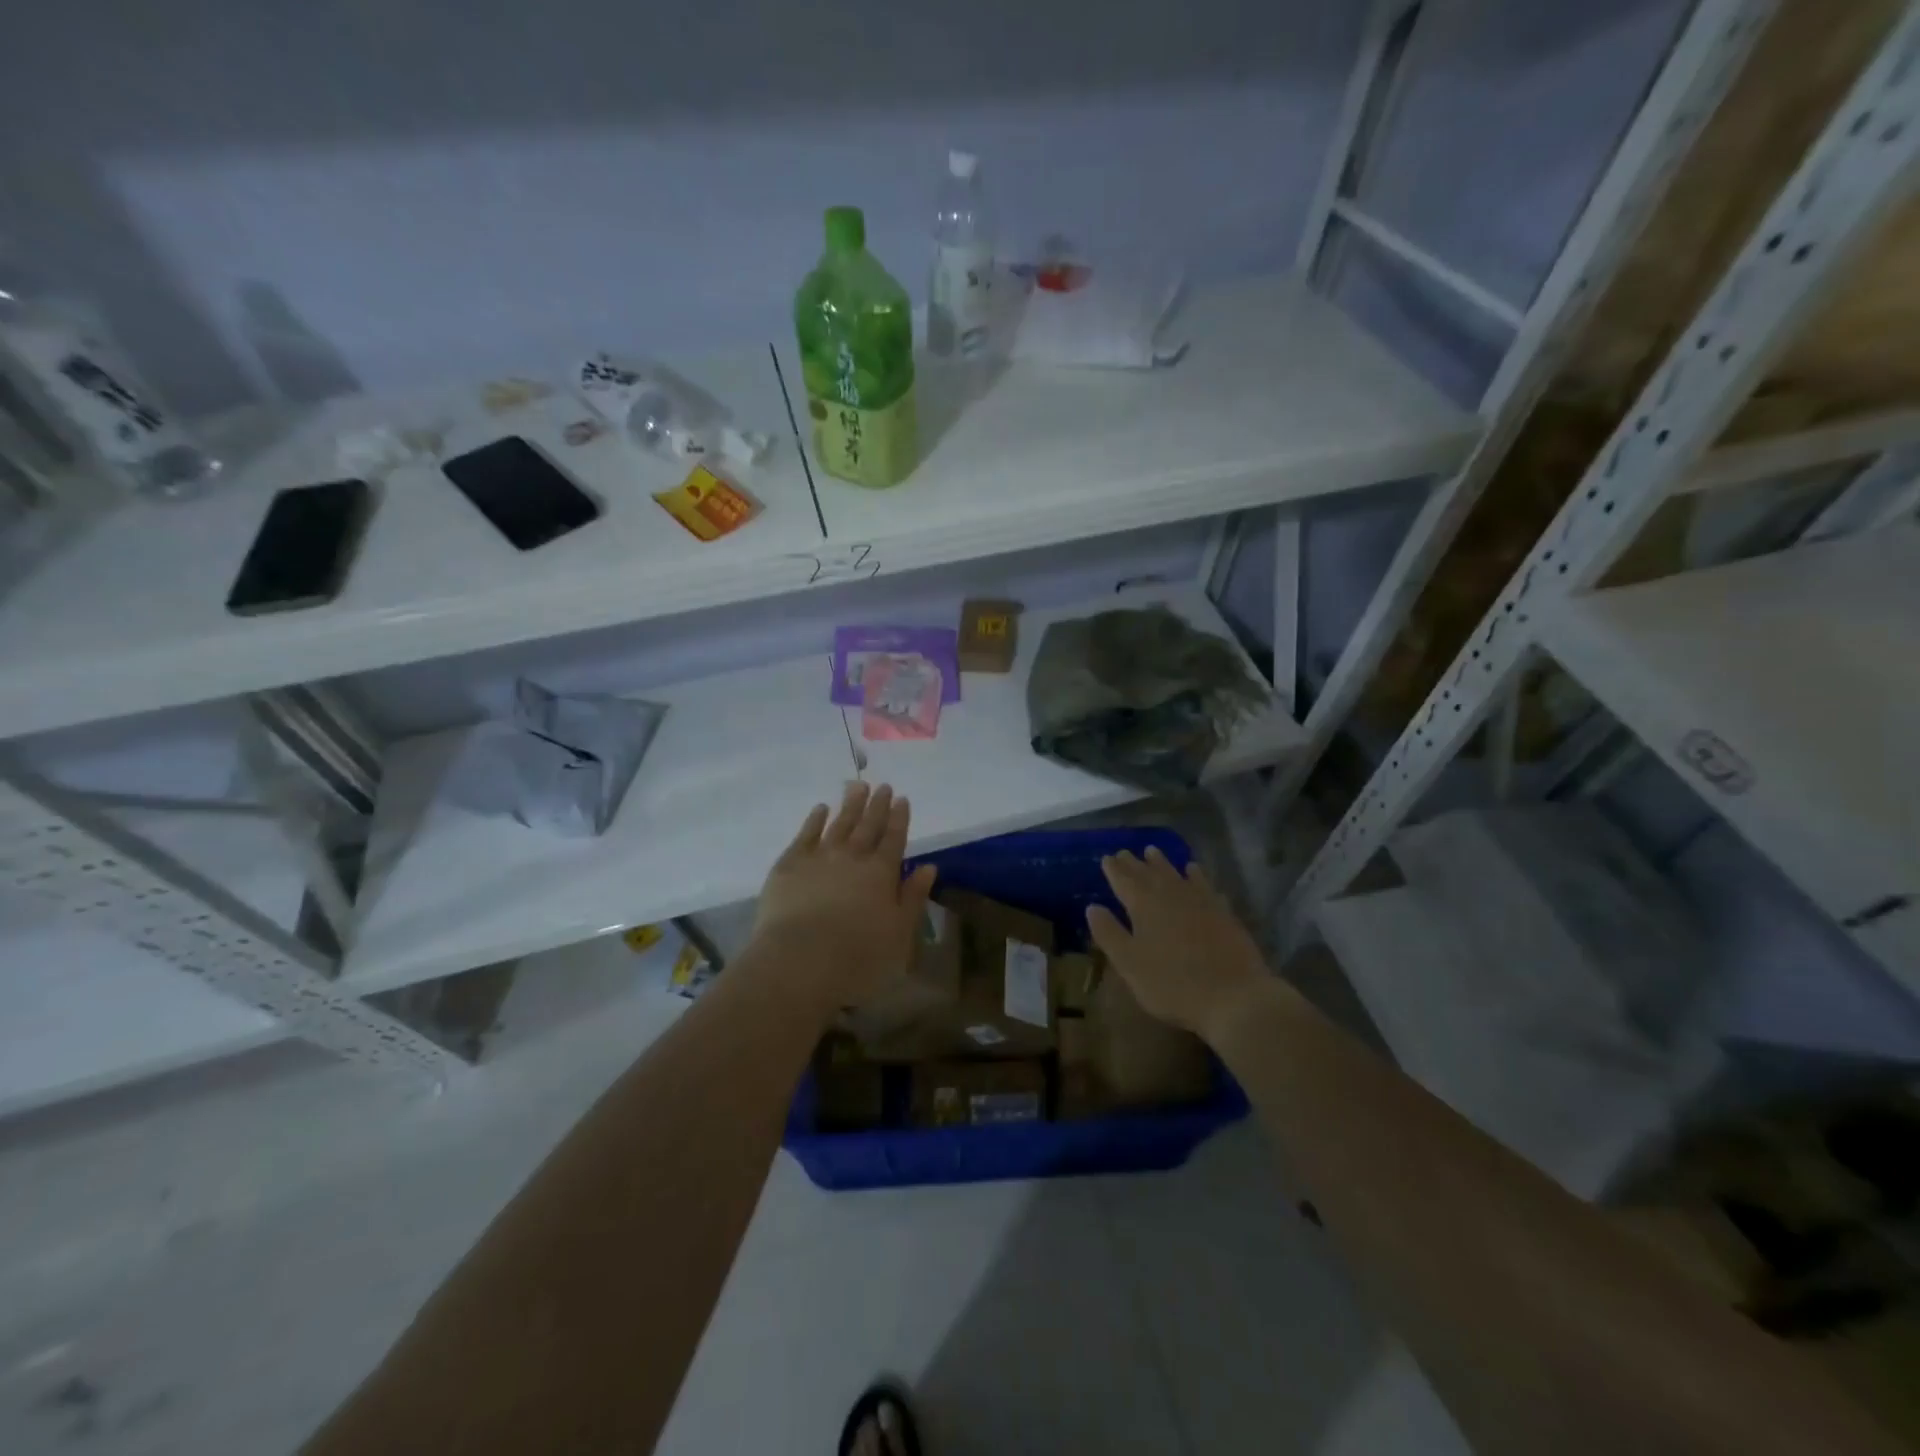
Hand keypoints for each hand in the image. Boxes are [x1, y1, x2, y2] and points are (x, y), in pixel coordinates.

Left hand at [749, 782, 937, 1013]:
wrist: (800, 960)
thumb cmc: (858, 956)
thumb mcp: (899, 933)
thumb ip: (913, 898)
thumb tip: (928, 867)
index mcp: (882, 873)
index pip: (894, 838)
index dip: (899, 818)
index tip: (902, 798)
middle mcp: (853, 857)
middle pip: (868, 826)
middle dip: (877, 805)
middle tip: (882, 785)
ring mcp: (819, 857)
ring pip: (839, 824)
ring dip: (850, 805)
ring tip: (857, 786)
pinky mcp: (789, 864)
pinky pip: (805, 834)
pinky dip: (814, 820)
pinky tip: (820, 809)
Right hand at [1086, 848, 1268, 1043]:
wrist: (1234, 996)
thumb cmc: (1173, 984)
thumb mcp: (1130, 964)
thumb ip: (1109, 934)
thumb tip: (1092, 907)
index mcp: (1143, 906)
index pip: (1124, 881)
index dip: (1113, 870)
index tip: (1106, 857)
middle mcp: (1170, 895)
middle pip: (1148, 873)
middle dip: (1134, 863)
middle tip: (1125, 852)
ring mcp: (1200, 901)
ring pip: (1176, 873)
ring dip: (1162, 862)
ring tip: (1153, 851)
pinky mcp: (1223, 911)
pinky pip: (1204, 884)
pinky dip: (1196, 875)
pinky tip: (1194, 871)